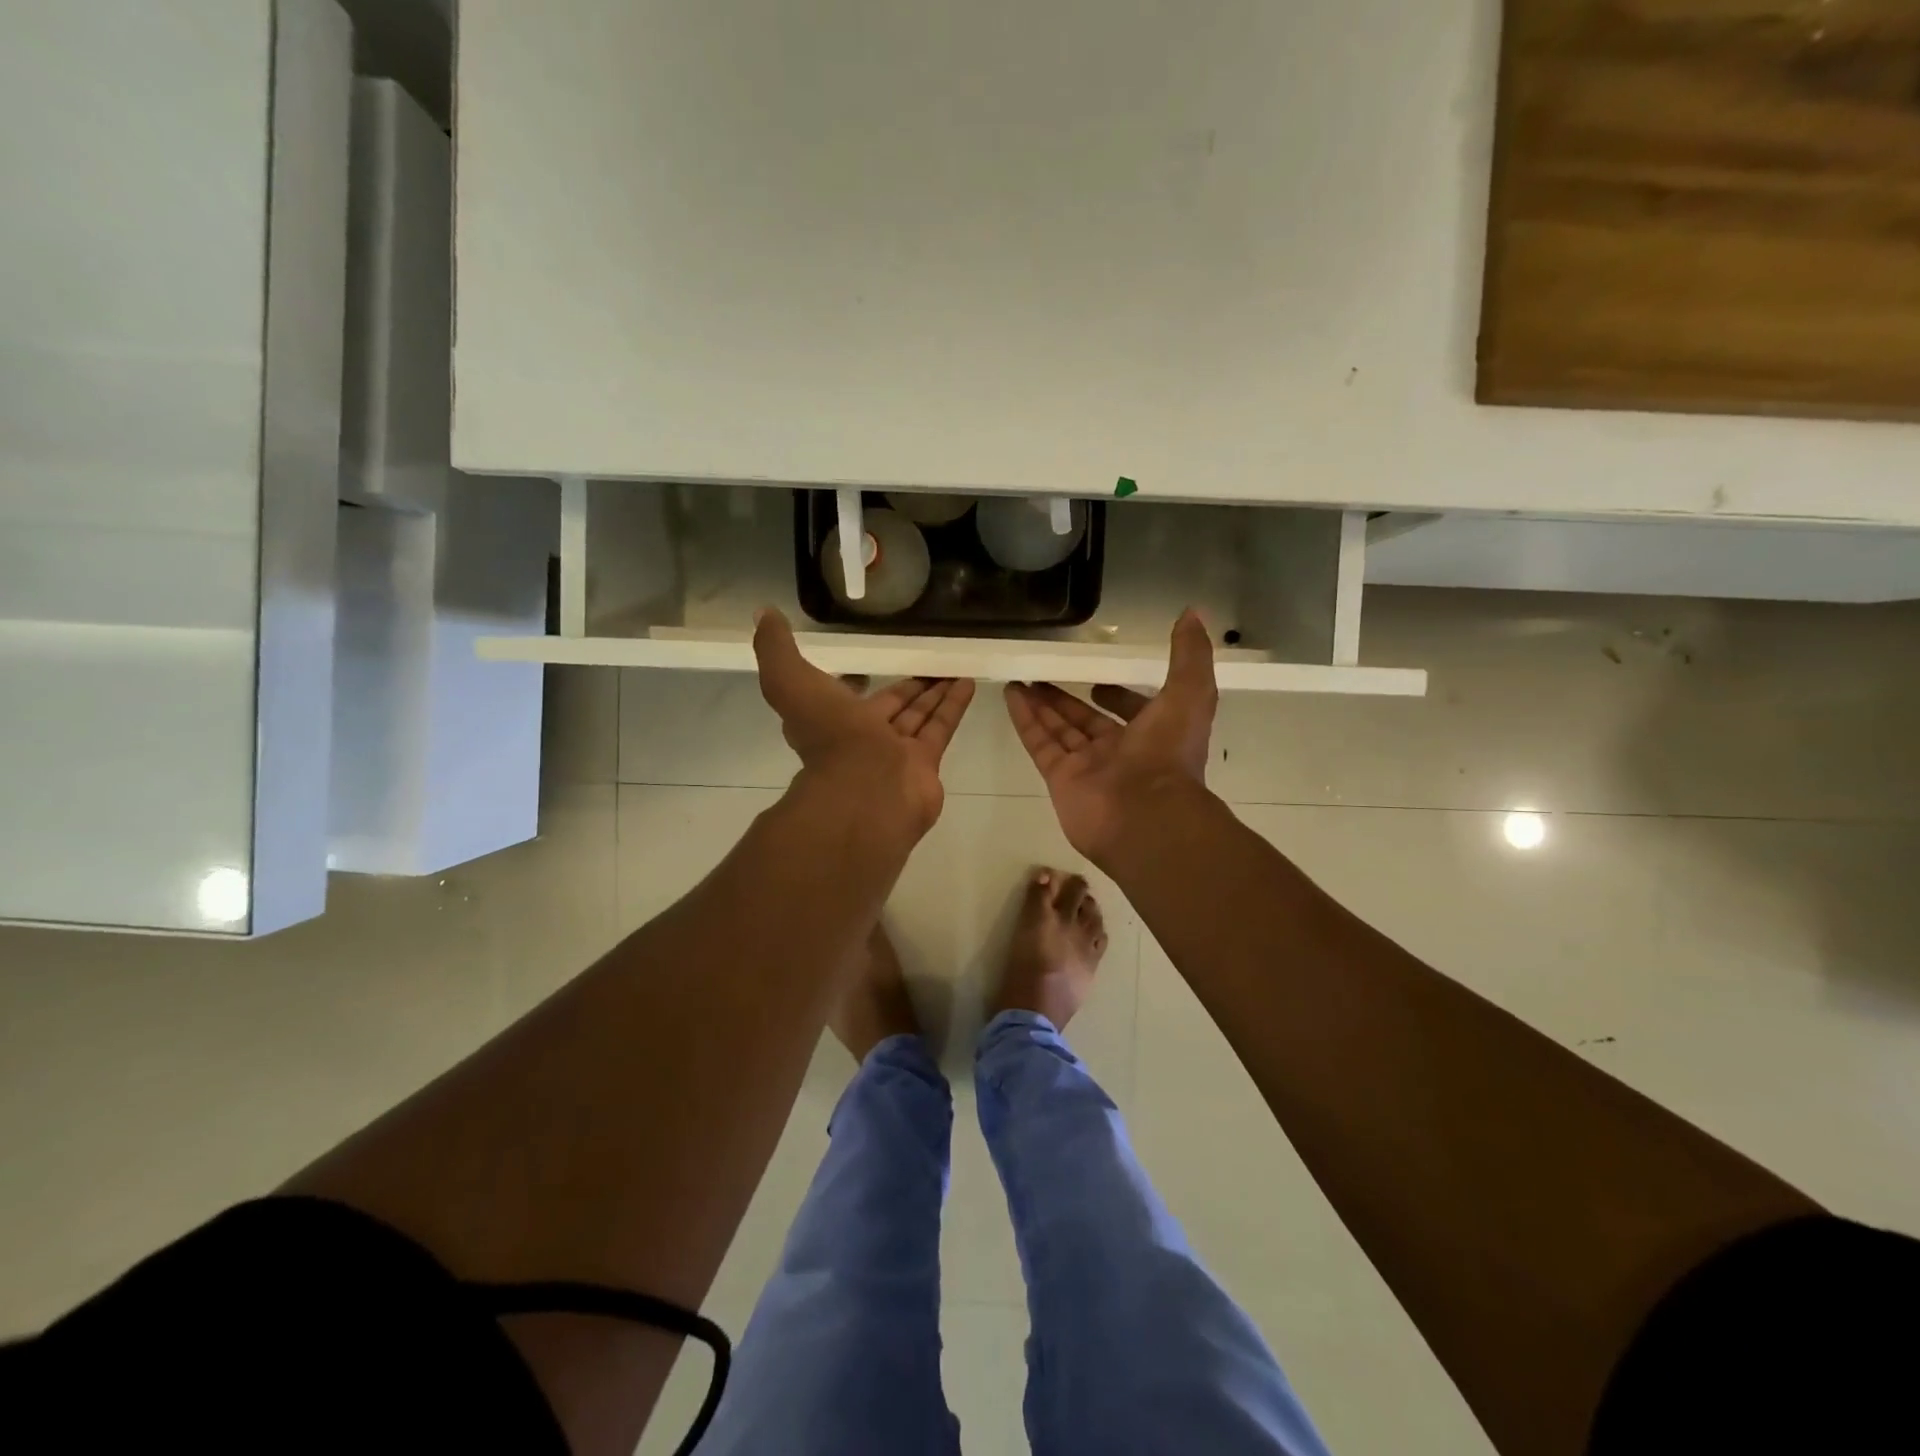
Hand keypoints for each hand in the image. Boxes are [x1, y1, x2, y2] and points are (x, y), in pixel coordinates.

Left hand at [754, 608, 975, 840]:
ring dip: (934, 692)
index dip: (857, 682)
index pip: (845, 698)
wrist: (865, 790)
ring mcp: (895, 754)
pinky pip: (940, 728)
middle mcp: (863, 739)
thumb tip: (764, 615)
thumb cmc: (829, 735)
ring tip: (954, 665)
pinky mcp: (925, 764)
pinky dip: (953, 705)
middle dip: (907, 687)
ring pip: (917, 716)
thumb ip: (776, 650)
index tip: (870, 664)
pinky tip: (967, 682)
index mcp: (830, 721)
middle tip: (927, 662)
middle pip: (890, 707)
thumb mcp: (789, 682)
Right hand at [1004, 611, 1217, 861]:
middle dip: (1067, 700)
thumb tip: (1193, 613)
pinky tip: (1011, 694)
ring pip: (1060, 729)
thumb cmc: (1169, 754)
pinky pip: (1040, 743)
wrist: (1144, 815)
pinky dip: (1025, 719)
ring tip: (1019, 679)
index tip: (1098, 680)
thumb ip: (1190, 655)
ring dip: (1041, 704)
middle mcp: (1119, 752)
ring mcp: (1088, 767)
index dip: (1118, 696)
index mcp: (1152, 735)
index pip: (1131, 712)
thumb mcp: (1190, 694)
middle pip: (1087, 721)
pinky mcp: (1060, 778)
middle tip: (1044, 676)